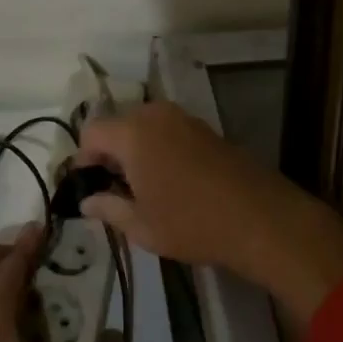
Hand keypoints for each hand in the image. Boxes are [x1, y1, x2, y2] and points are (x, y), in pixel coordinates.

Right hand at [76, 101, 342, 322]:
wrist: (259, 217)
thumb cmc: (191, 224)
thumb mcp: (142, 226)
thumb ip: (109, 208)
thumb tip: (86, 201)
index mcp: (132, 133)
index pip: (91, 132)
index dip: (83, 158)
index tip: (89, 185)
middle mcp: (154, 115)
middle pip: (117, 124)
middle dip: (109, 151)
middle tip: (113, 187)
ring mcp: (182, 117)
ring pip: (143, 125)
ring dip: (134, 148)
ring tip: (141, 185)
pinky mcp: (204, 126)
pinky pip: (166, 128)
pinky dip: (157, 145)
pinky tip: (169, 178)